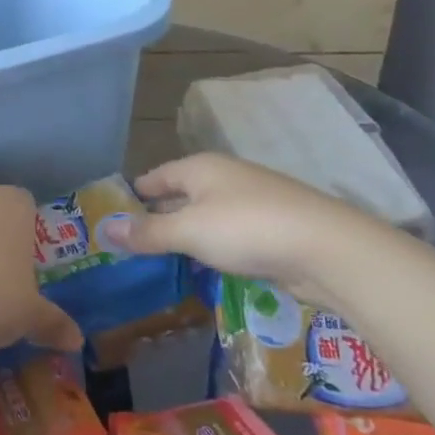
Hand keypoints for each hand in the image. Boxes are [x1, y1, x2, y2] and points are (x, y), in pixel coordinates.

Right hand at [101, 153, 393, 302]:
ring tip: (162, 259)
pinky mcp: (273, 229)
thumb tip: (106, 230)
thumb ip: (148, 232)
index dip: (134, 194)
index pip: (156, 176)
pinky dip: (214, 248)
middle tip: (132, 244)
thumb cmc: (247, 228)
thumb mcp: (189, 231)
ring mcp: (252, 202)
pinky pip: (230, 235)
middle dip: (158, 217)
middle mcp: (224, 178)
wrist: (328, 249)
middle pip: (181, 195)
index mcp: (200, 168)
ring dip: (187, 235)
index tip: (113, 215)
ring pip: (207, 217)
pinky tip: (206, 267)